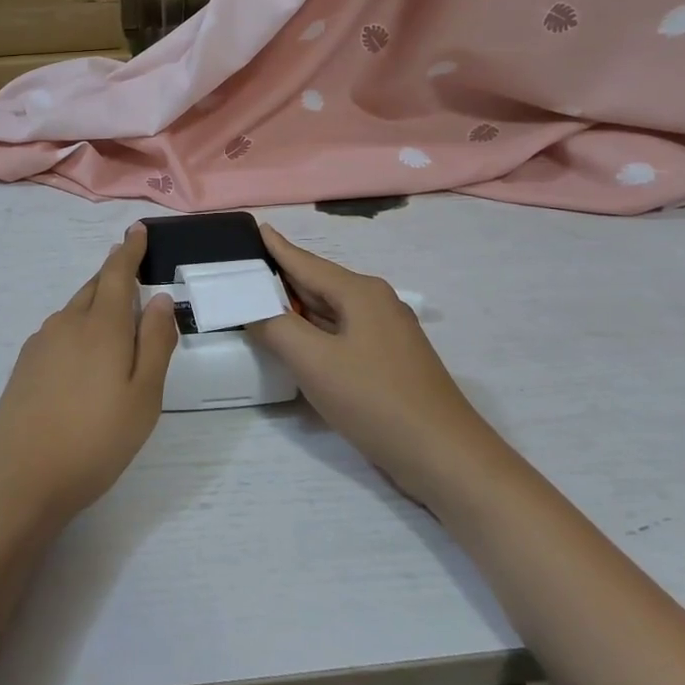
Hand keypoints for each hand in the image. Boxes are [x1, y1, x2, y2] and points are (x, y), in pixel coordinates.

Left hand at [0, 224, 178, 530]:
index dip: (129, 251)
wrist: (17, 479)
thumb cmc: (94, 440)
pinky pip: (59, 332)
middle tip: (130, 266)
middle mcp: (67, 325)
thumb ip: (155, 344)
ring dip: (95, 302)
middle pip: (93, 288)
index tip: (136, 231)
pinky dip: (78, 327)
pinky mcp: (24, 367)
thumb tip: (160, 298)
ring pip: (74, 310)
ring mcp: (40, 345)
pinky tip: (83, 353)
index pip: (117, 274)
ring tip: (114, 312)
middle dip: (113, 274)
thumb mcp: (143, 397)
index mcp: (101, 327)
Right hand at [252, 225, 504, 502]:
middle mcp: (375, 303)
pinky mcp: (388, 361)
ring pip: (329, 310)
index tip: (253, 228)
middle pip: (317, 283)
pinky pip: (340, 334)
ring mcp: (385, 333)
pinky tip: (296, 341)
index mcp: (359, 293)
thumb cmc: (375, 399)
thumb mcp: (314, 361)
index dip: (275, 247)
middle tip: (241, 270)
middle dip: (280, 276)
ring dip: (295, 306)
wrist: (444, 456)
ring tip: (258, 300)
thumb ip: (275, 328)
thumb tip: (251, 308)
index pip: (304, 261)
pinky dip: (313, 331)